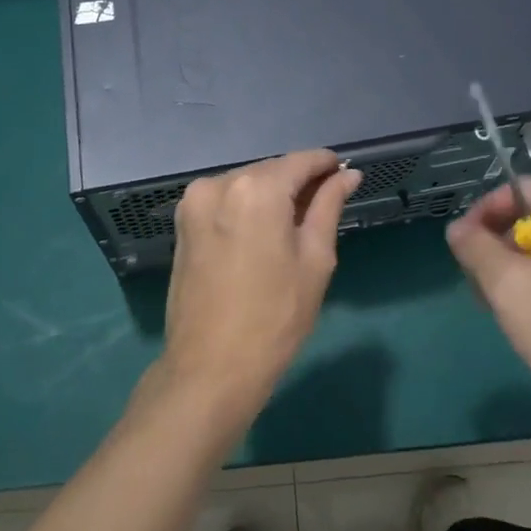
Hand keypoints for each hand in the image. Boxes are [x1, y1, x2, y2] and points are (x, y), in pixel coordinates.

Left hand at [155, 150, 361, 423]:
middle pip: (270, 170)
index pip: (299, 161)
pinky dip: (247, 207)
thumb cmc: (275, 317)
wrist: (210, 368)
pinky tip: (263, 232)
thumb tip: (347, 175)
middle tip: (325, 203)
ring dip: (271, 195)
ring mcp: (194, 202)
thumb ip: (328, 206)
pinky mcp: (183, 223)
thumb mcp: (315, 259)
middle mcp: (219, 183)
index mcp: (256, 190)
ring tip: (295, 224)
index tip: (344, 173)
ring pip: (246, 184)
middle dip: (298, 182)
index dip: (325, 165)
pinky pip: (225, 201)